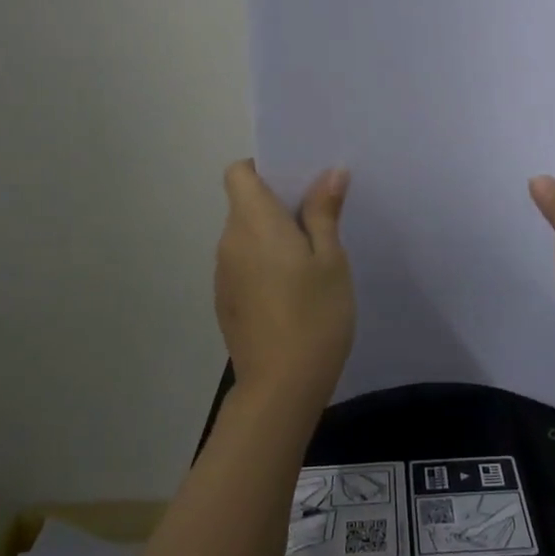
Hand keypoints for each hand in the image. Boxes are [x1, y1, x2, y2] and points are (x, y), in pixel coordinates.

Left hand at [215, 161, 355, 412]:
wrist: (281, 387)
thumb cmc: (314, 315)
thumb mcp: (331, 259)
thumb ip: (324, 212)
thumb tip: (329, 172)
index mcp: (254, 222)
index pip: (238, 172)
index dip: (262, 169)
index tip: (295, 183)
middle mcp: (229, 241)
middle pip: (243, 203)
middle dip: (276, 203)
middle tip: (319, 219)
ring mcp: (223, 274)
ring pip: (245, 236)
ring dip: (270, 236)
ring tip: (310, 258)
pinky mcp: (225, 301)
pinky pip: (243, 264)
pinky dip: (263, 264)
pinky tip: (292, 291)